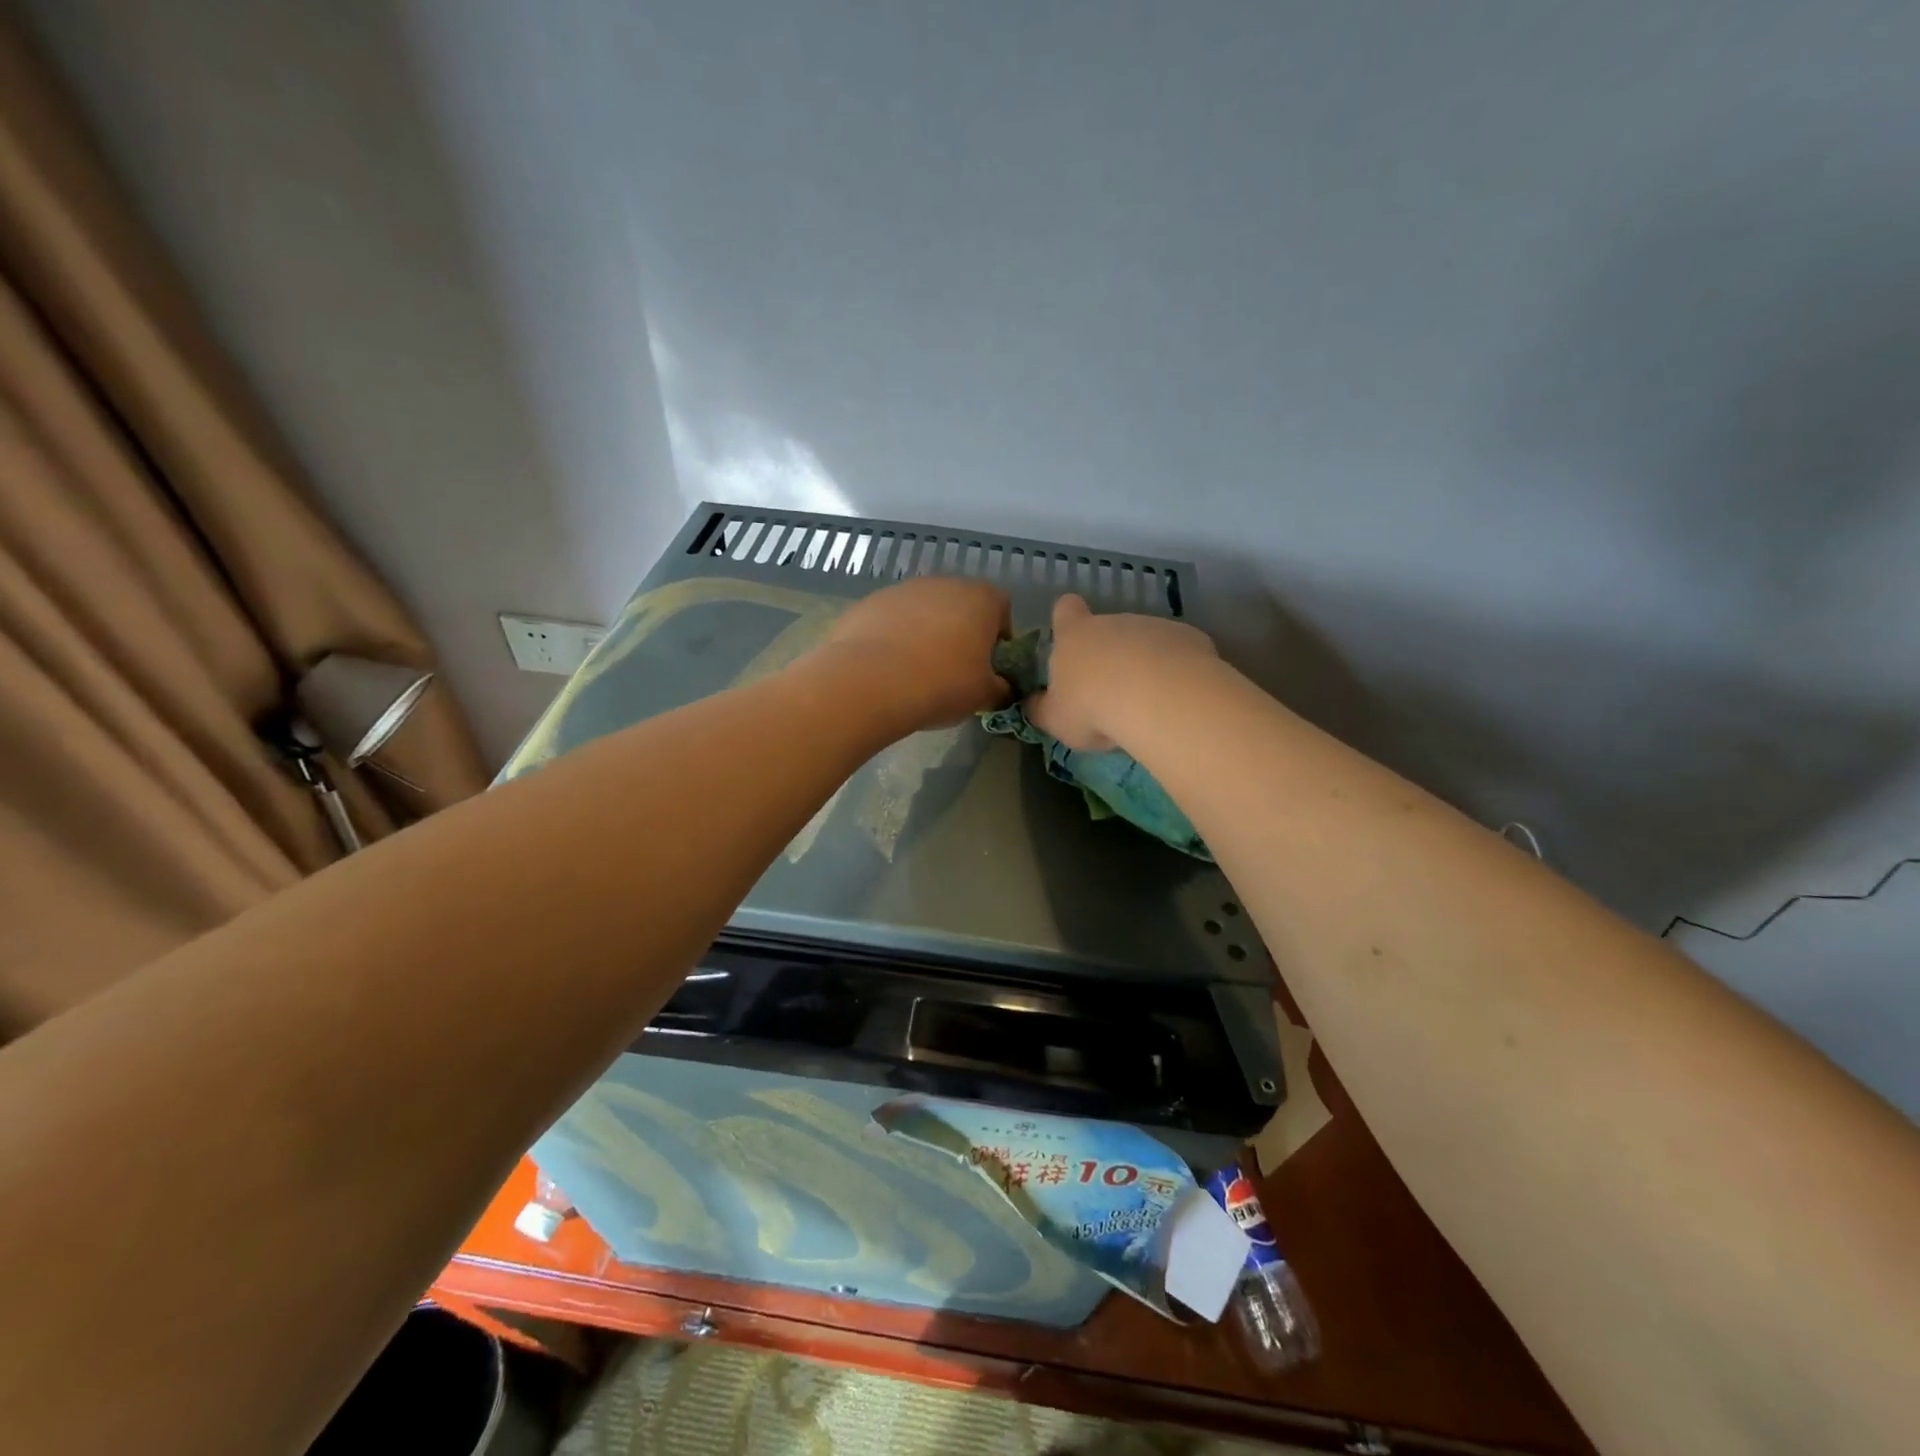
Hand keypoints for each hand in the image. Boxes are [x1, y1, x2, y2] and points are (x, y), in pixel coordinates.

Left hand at [818, 577, 1012, 732]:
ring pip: (923, 611)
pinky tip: (888, 668)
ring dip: (925, 634)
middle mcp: (943, 583)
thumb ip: (1001, 688)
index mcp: (981, 599)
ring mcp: (903, 590)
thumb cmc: (943, 684)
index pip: (1001, 609)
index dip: (998, 637)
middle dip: (960, 633)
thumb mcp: (984, 695)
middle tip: (954, 671)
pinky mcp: (869, 602)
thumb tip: (1002, 688)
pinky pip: (891, 620)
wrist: (871, 682)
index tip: (989, 665)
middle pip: (960, 606)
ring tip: (916, 671)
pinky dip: (894, 638)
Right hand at [1026, 594, 1217, 750]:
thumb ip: (1041, 709)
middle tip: (1110, 694)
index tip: (1069, 639)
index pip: (1064, 609)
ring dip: (1145, 664)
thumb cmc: (1093, 707)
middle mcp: (1114, 621)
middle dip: (1109, 655)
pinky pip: (1179, 653)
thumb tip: (1033, 704)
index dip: (1065, 620)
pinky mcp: (1190, 638)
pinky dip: (1177, 671)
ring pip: (1145, 641)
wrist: (1160, 700)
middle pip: (1108, 629)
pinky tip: (1177, 698)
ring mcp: (1155, 626)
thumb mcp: (1056, 719)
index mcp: (1075, 635)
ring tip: (1148, 703)